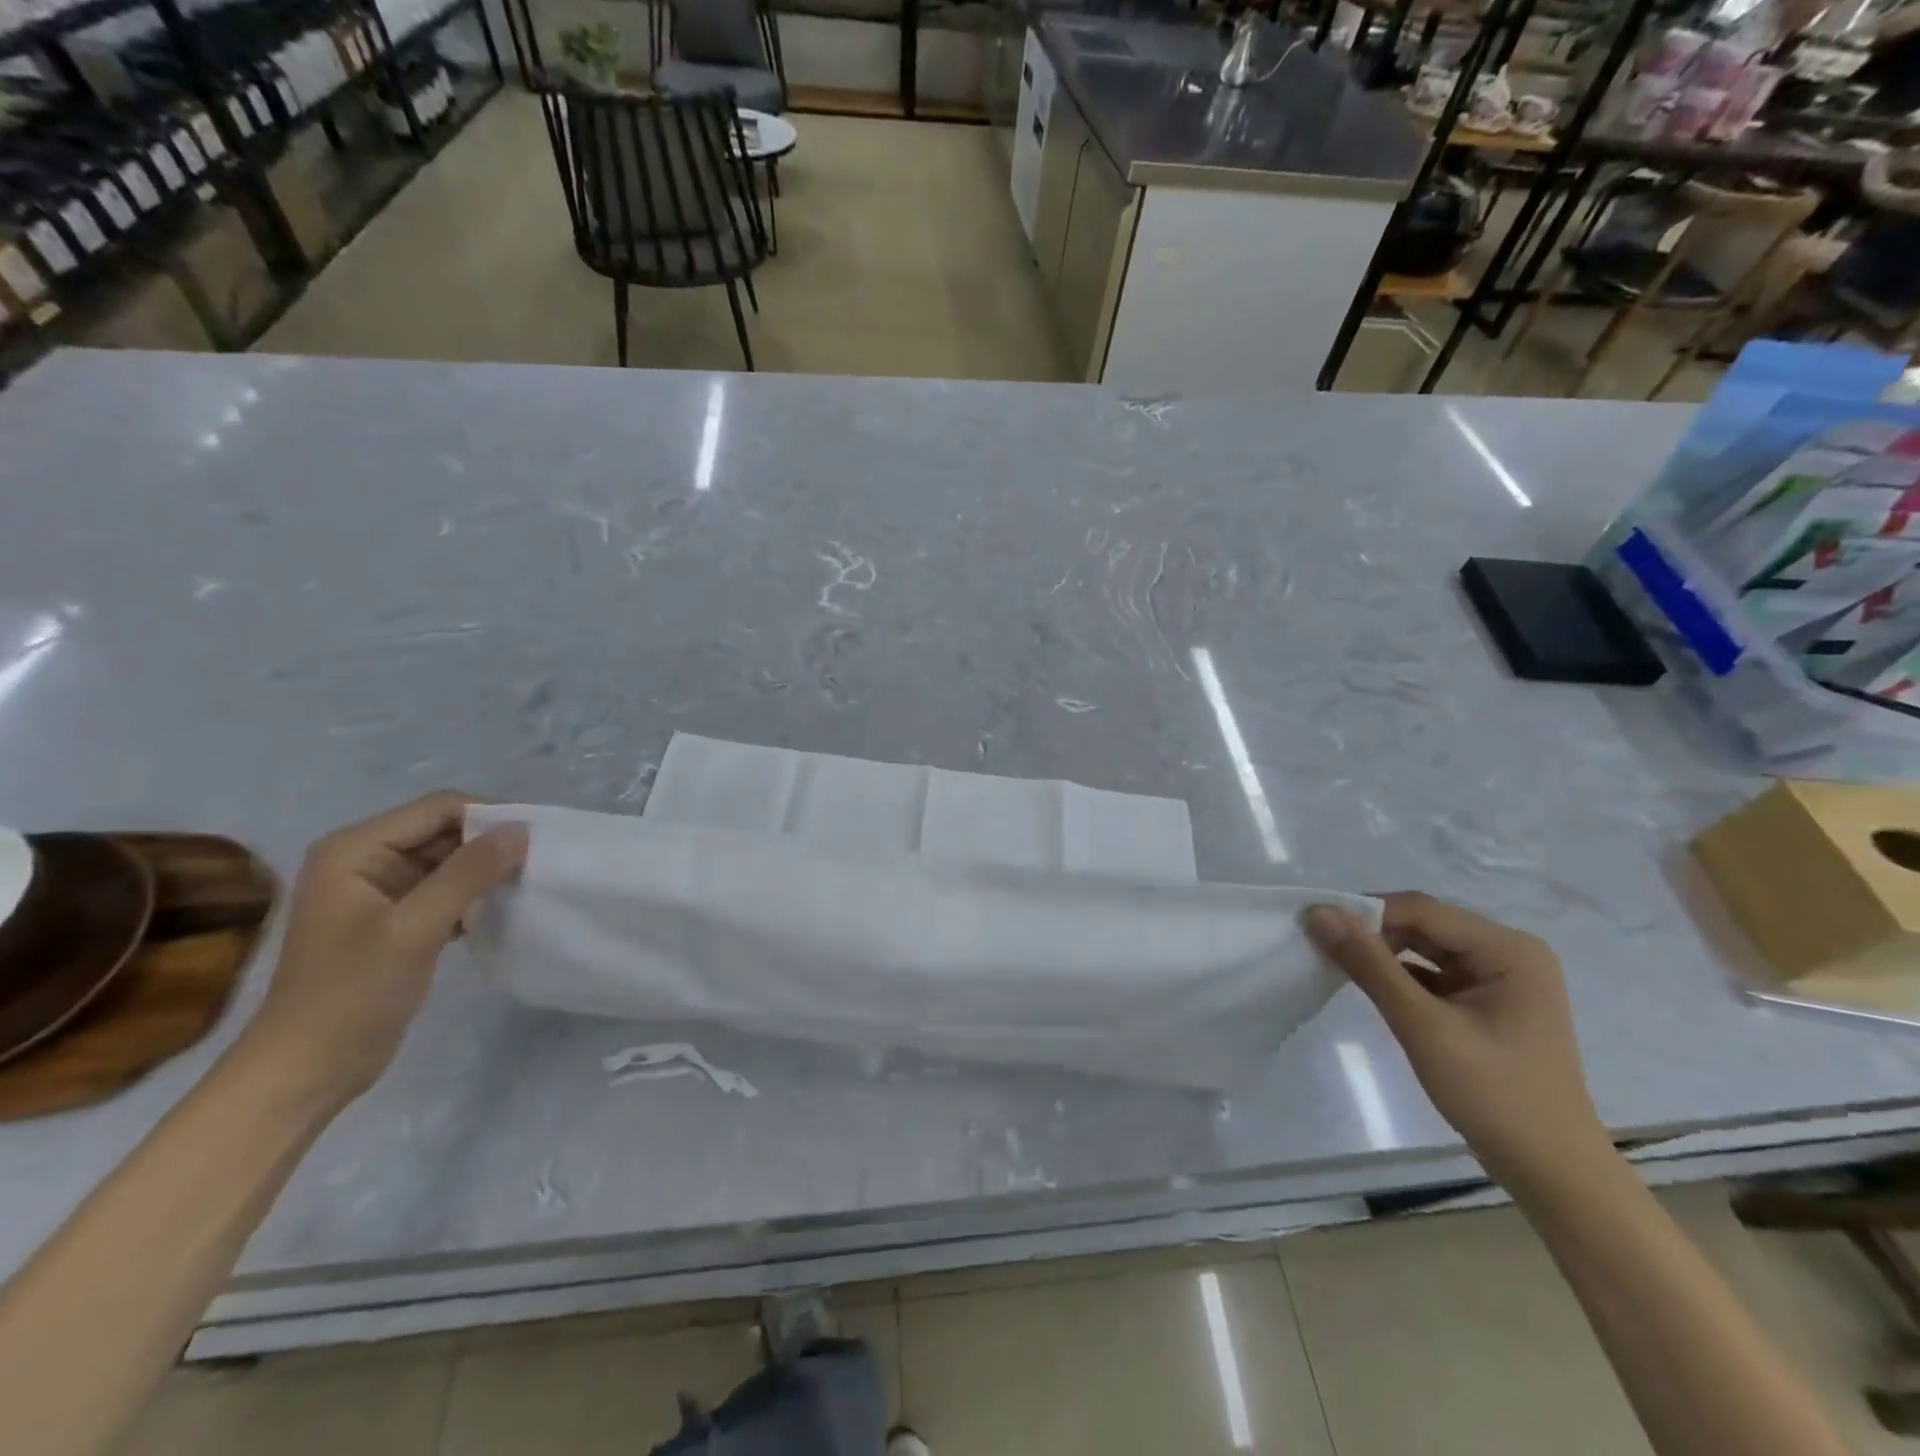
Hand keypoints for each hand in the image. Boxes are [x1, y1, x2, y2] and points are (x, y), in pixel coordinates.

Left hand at [242, 793, 527, 1110]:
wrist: (307, 1071)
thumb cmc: (351, 995)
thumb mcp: (414, 929)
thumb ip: (468, 874)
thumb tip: (521, 829)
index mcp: (355, 849)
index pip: (439, 808)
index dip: (490, 817)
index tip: (537, 840)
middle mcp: (366, 859)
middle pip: (446, 830)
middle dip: (491, 844)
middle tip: (540, 863)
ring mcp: (382, 890)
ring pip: (451, 860)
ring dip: (487, 871)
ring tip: (528, 884)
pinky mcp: (398, 918)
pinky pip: (448, 889)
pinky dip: (476, 895)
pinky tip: (501, 911)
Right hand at [1305, 892, 1614, 1199]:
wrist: (1552, 1174)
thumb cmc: (1495, 1096)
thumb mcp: (1423, 1026)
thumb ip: (1370, 965)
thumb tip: (1318, 912)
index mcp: (1508, 949)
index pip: (1421, 910)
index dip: (1366, 912)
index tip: (1314, 926)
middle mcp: (1508, 953)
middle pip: (1424, 925)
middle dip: (1372, 933)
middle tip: (1320, 945)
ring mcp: (1500, 979)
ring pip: (1425, 948)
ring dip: (1382, 954)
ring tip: (1336, 962)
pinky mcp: (1487, 1003)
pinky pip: (1432, 973)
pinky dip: (1399, 976)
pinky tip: (1369, 986)